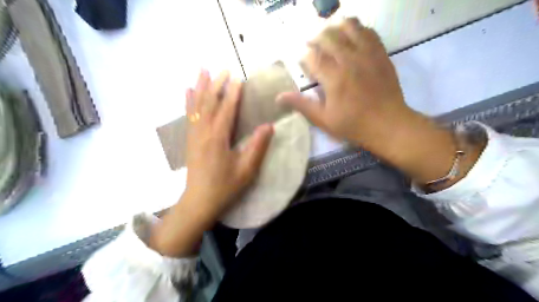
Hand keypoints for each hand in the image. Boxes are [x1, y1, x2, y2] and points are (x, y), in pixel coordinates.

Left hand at [147, 71, 273, 256]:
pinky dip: (189, 101)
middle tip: (223, 69)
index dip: (233, 94)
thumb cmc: (225, 187)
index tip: (238, 78)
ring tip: (203, 70)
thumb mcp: (246, 170)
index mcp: (218, 138)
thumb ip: (257, 147)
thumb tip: (268, 126)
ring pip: (197, 106)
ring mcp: (194, 136)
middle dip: (216, 84)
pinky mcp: (190, 140)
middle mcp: (204, 132)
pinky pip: (189, 116)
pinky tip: (188, 92)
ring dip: (200, 87)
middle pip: (209, 103)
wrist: (199, 202)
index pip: (227, 110)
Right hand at [278, 16, 484, 187]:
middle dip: (316, 38)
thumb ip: (302, 105)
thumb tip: (279, 97)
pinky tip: (351, 36)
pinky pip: (368, 32)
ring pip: (349, 27)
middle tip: (312, 45)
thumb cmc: (353, 125)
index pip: (313, 56)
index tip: (301, 59)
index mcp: (334, 78)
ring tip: (330, 35)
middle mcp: (349, 60)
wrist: (388, 124)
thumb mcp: (324, 119)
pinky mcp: (381, 54)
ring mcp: (367, 54)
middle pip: (329, 36)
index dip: (304, 55)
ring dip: (336, 27)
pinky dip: (357, 29)